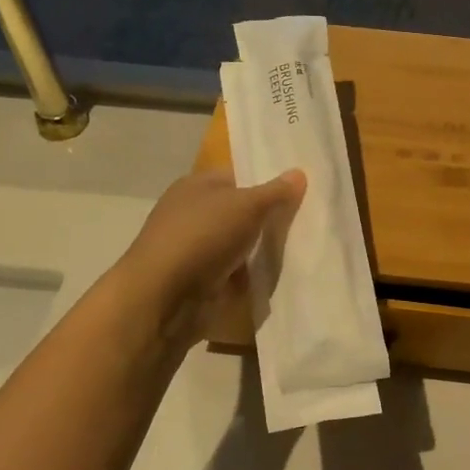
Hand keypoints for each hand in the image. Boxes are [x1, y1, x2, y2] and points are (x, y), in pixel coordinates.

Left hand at [115, 168, 304, 346]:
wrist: (163, 297)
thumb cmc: (202, 237)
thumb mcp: (246, 206)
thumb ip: (275, 192)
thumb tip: (299, 172)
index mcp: (197, 186)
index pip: (238, 176)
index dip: (267, 181)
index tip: (300, 193)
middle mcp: (193, 213)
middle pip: (240, 211)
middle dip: (268, 219)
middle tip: (307, 224)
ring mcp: (195, 248)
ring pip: (239, 244)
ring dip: (261, 251)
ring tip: (300, 253)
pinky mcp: (200, 280)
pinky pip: (234, 273)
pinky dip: (250, 277)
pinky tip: (276, 279)